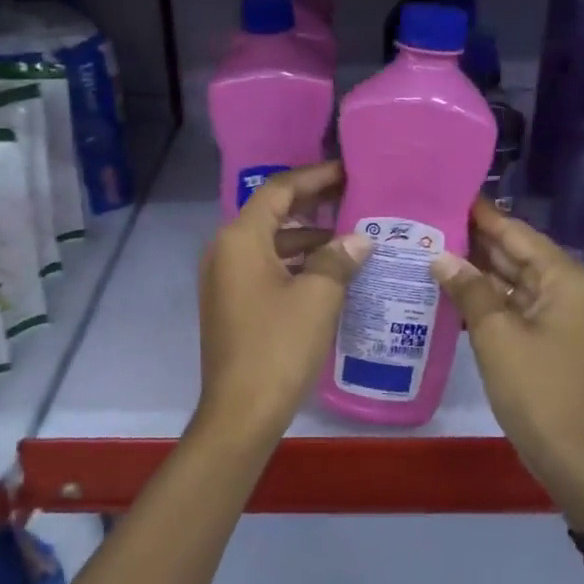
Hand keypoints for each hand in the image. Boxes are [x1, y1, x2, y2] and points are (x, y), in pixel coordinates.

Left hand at [194, 163, 372, 444]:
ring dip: (307, 238)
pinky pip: (265, 268)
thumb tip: (358, 240)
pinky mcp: (231, 304)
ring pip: (270, 243)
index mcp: (240, 239)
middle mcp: (225, 251)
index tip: (348, 171)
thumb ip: (339, 259)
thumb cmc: (279, 346)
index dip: (315, 176)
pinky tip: (329, 274)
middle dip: (313, 204)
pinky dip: (295, 264)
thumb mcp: (318, 297)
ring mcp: (224, 279)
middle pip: (272, 213)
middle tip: (354, 198)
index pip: (279, 190)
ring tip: (350, 238)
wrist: (240, 412)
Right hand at [431, 201, 583, 523]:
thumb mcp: (496, 334)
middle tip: (424, 220)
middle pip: (513, 252)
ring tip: (426, 247)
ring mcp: (555, 313)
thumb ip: (468, 288)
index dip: (480, 213)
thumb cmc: (537, 389)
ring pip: (509, 278)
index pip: (516, 231)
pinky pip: (510, 304)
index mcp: (563, 277)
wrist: (572, 455)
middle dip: (472, 240)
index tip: (444, 191)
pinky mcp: (543, 335)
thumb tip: (439, 255)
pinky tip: (446, 287)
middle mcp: (563, 286)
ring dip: (473, 268)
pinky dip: (482, 296)